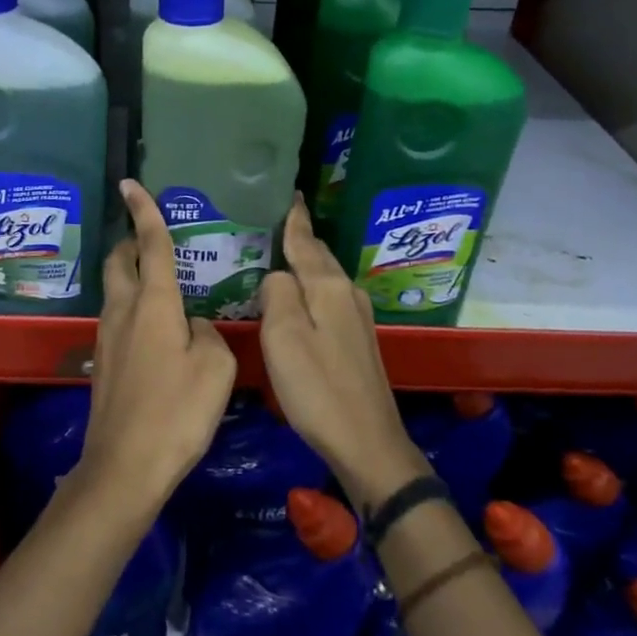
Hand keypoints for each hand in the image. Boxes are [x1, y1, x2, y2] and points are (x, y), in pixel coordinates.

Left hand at [75, 180, 236, 518]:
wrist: (125, 466)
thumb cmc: (177, 412)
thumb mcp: (214, 368)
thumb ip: (207, 334)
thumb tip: (192, 327)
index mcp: (154, 303)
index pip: (150, 244)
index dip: (145, 211)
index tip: (131, 184)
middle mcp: (124, 310)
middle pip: (119, 260)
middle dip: (130, 240)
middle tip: (152, 238)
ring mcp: (108, 336)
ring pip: (115, 288)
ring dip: (131, 274)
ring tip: (161, 281)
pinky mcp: (104, 361)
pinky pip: (118, 316)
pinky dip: (133, 305)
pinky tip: (156, 327)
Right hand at [260, 195, 427, 511]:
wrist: (366, 441)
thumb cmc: (317, 387)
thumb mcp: (283, 336)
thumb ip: (277, 294)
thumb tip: (276, 275)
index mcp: (329, 287)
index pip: (306, 241)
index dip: (294, 219)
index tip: (288, 194)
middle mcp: (347, 294)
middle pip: (318, 257)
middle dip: (297, 237)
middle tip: (270, 222)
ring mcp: (357, 318)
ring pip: (324, 278)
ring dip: (303, 264)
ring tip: (276, 253)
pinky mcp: (357, 340)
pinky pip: (327, 298)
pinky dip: (310, 289)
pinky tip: (296, 296)